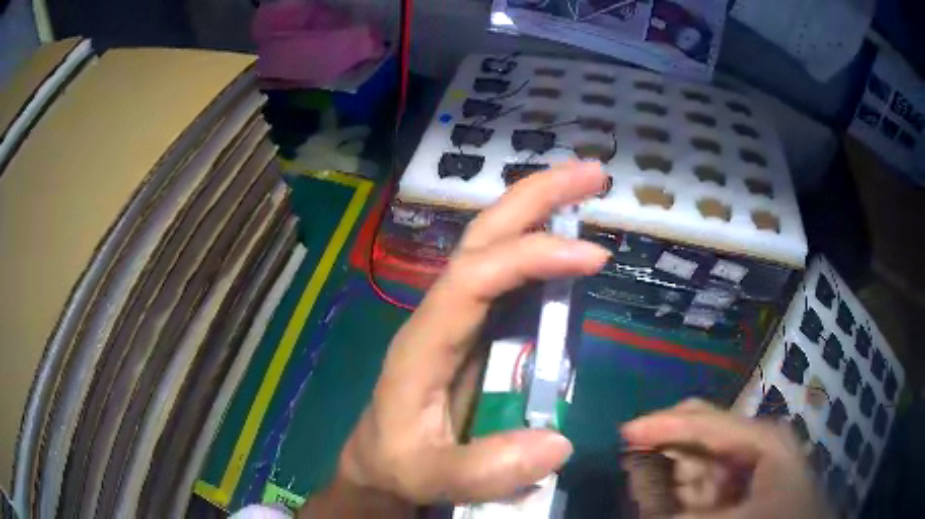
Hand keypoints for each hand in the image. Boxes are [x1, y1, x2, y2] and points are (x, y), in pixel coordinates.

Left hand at [299, 161, 609, 515]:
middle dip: (536, 196)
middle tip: (592, 173)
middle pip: (484, 236)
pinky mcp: (477, 331)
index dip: (534, 257)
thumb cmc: (397, 463)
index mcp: (424, 340)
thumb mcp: (429, 475)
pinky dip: (543, 250)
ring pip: (496, 245)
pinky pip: (512, 278)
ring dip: (541, 210)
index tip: (594, 256)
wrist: (380, 463)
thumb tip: (558, 442)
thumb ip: (483, 469)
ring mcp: (460, 317)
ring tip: (589, 188)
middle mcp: (442, 313)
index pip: (476, 277)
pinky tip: (570, 243)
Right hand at [621, 399, 833, 518]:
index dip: (663, 425)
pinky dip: (684, 488)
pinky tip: (672, 498)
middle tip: (632, 458)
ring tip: (647, 480)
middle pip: (702, 431)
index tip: (625, 432)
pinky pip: (706, 479)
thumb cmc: (784, 518)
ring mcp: (750, 462)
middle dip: (666, 445)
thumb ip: (692, 516)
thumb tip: (650, 514)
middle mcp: (755, 442)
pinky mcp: (744, 481)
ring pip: (699, 459)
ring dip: (672, 472)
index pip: (705, 422)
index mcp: (761, 438)